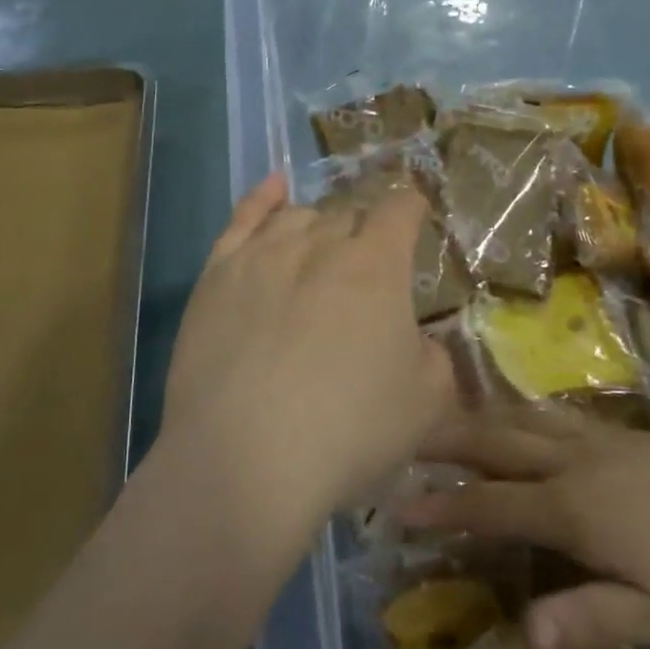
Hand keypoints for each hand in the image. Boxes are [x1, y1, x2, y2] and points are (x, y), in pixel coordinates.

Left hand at [161, 172, 457, 539]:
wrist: (245, 459)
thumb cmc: (348, 431)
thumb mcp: (426, 403)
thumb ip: (433, 357)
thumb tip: (413, 340)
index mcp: (375, 265)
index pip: (399, 210)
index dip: (412, 208)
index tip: (417, 215)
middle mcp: (318, 244)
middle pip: (347, 214)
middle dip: (364, 231)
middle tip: (367, 266)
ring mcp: (261, 255)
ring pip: (297, 217)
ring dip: (318, 226)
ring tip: (322, 248)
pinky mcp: (215, 275)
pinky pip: (242, 220)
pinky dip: (262, 199)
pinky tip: (274, 189)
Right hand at [405, 409, 649, 648]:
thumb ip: (591, 618)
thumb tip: (526, 635)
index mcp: (571, 509)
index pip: (490, 505)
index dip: (442, 506)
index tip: (398, 505)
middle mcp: (570, 463)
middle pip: (494, 443)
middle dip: (445, 441)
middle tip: (404, 434)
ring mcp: (594, 440)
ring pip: (520, 419)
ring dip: (477, 419)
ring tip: (444, 417)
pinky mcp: (617, 431)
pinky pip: (550, 415)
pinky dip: (518, 413)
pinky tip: (515, 415)